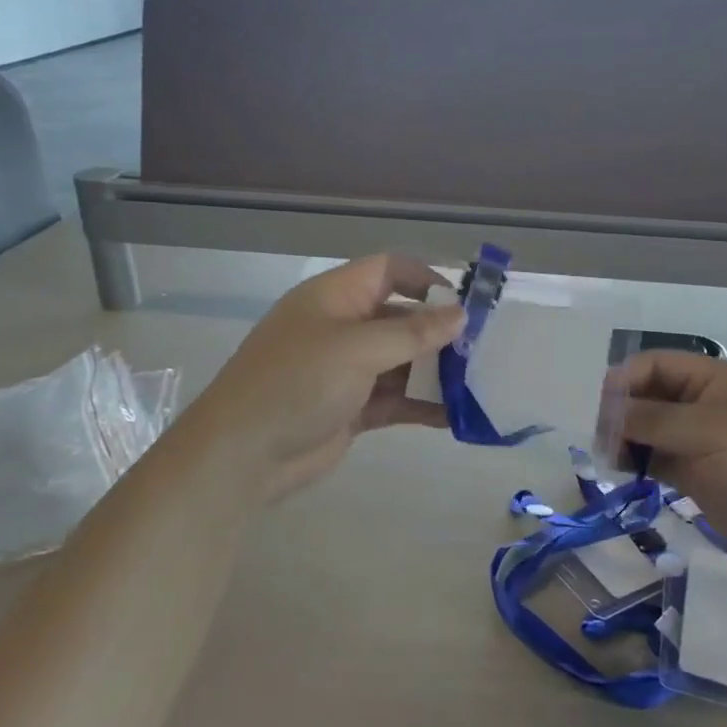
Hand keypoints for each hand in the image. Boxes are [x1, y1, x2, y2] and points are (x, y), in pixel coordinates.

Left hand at [173, 255, 462, 504]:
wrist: (242, 456)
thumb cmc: (297, 383)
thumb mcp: (357, 349)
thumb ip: (412, 333)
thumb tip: (460, 316)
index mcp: (335, 297)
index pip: (388, 270)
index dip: (426, 279)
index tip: (464, 304)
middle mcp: (342, 328)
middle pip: (400, 318)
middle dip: (439, 332)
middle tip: (483, 349)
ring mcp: (346, 370)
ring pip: (402, 362)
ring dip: (436, 372)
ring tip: (479, 383)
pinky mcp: (351, 408)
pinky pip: (395, 399)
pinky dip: (422, 404)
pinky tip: (456, 415)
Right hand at [619, 352, 726, 579]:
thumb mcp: (708, 431)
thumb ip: (653, 419)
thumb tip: (607, 411)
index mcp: (714, 380)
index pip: (657, 365)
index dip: (626, 380)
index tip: (598, 406)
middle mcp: (704, 405)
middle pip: (650, 396)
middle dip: (621, 410)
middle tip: (597, 436)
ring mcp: (701, 441)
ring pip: (650, 429)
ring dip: (625, 437)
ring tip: (605, 456)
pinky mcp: (698, 476)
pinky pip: (658, 459)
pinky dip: (637, 461)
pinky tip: (620, 470)